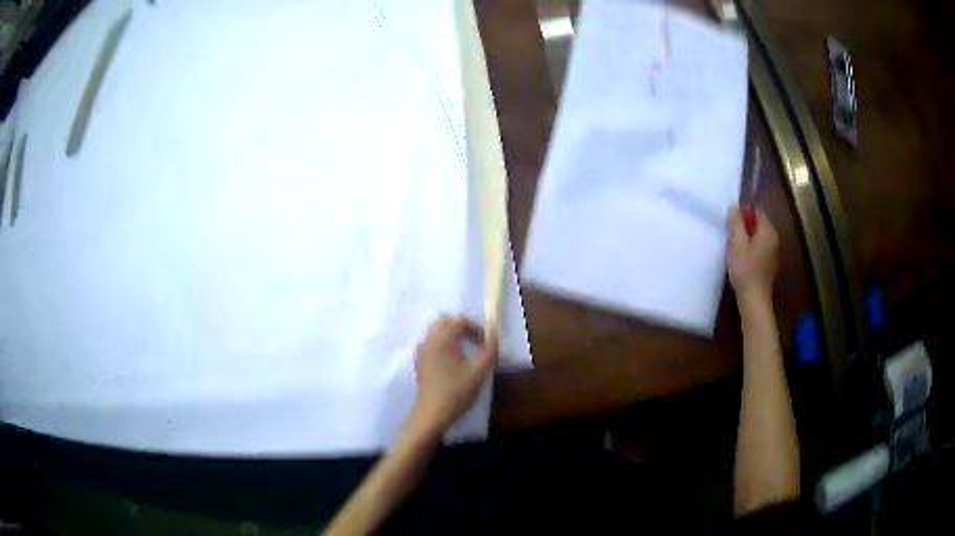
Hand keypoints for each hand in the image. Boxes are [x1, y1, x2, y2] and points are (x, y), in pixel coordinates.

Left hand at [410, 315, 497, 437]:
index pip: (460, 321)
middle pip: (445, 321)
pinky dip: (442, 344)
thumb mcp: (479, 371)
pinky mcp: (419, 361)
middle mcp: (429, 339)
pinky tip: (451, 362)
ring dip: (451, 335)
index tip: (486, 343)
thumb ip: (490, 351)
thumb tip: (494, 337)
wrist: (432, 413)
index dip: (476, 328)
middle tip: (475, 343)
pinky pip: (431, 343)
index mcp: (443, 338)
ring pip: (436, 331)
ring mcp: (421, 350)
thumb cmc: (457, 391)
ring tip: (465, 352)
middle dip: (462, 328)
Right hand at [726, 206, 778, 301]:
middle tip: (730, 235)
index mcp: (768, 231)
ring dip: (746, 239)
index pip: (757, 211)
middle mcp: (774, 239)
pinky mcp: (770, 265)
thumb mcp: (737, 243)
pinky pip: (760, 249)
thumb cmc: (745, 269)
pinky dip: (751, 250)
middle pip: (758, 224)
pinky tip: (741, 260)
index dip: (743, 212)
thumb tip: (734, 207)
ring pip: (758, 237)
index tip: (730, 220)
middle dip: (744, 226)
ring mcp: (773, 253)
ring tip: (734, 248)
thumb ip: (736, 222)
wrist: (754, 300)